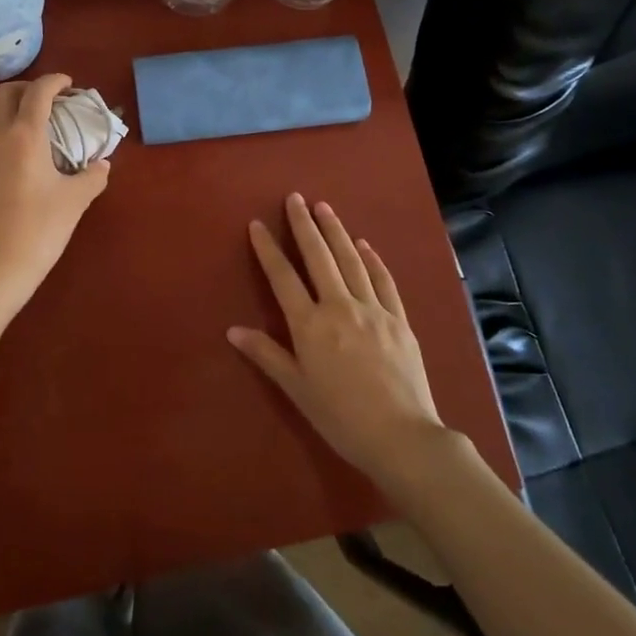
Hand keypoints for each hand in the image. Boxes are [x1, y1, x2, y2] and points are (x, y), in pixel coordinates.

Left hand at [0, 74, 111, 313]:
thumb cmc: (40, 229)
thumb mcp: (75, 200)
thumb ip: (92, 176)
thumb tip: (101, 165)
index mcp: (25, 135)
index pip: (38, 91)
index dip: (54, 81)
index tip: (68, 84)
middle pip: (3, 94)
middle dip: (26, 90)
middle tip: (46, 102)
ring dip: (6, 113)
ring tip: (25, 129)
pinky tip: (7, 163)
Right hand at [230, 194, 445, 486]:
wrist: (402, 437)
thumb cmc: (341, 418)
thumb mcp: (297, 389)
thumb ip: (267, 355)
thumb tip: (233, 330)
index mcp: (310, 325)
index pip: (283, 278)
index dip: (268, 249)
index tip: (258, 224)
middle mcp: (340, 307)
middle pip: (318, 257)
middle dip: (304, 225)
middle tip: (295, 198)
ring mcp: (373, 310)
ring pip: (351, 261)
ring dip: (336, 231)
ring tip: (324, 207)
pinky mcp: (399, 319)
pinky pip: (383, 281)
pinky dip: (372, 259)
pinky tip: (364, 244)